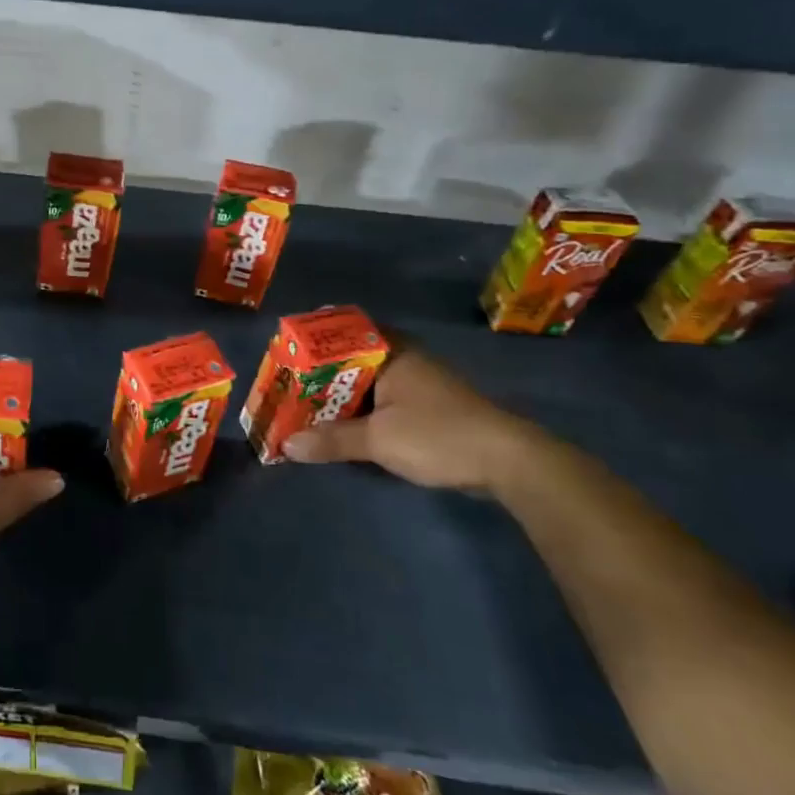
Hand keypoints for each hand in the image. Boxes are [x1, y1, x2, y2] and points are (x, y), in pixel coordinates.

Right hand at [282, 347, 561, 493]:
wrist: (510, 462)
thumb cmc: (438, 436)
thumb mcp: (379, 439)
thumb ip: (331, 440)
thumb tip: (286, 445)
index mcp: (391, 353)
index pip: (341, 332)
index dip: (312, 341)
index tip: (284, 352)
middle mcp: (403, 359)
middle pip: (350, 359)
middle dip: (318, 373)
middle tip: (286, 385)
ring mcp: (419, 382)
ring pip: (366, 381)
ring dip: (339, 394)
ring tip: (304, 406)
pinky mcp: (428, 406)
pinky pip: (381, 398)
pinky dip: (358, 409)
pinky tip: (341, 425)